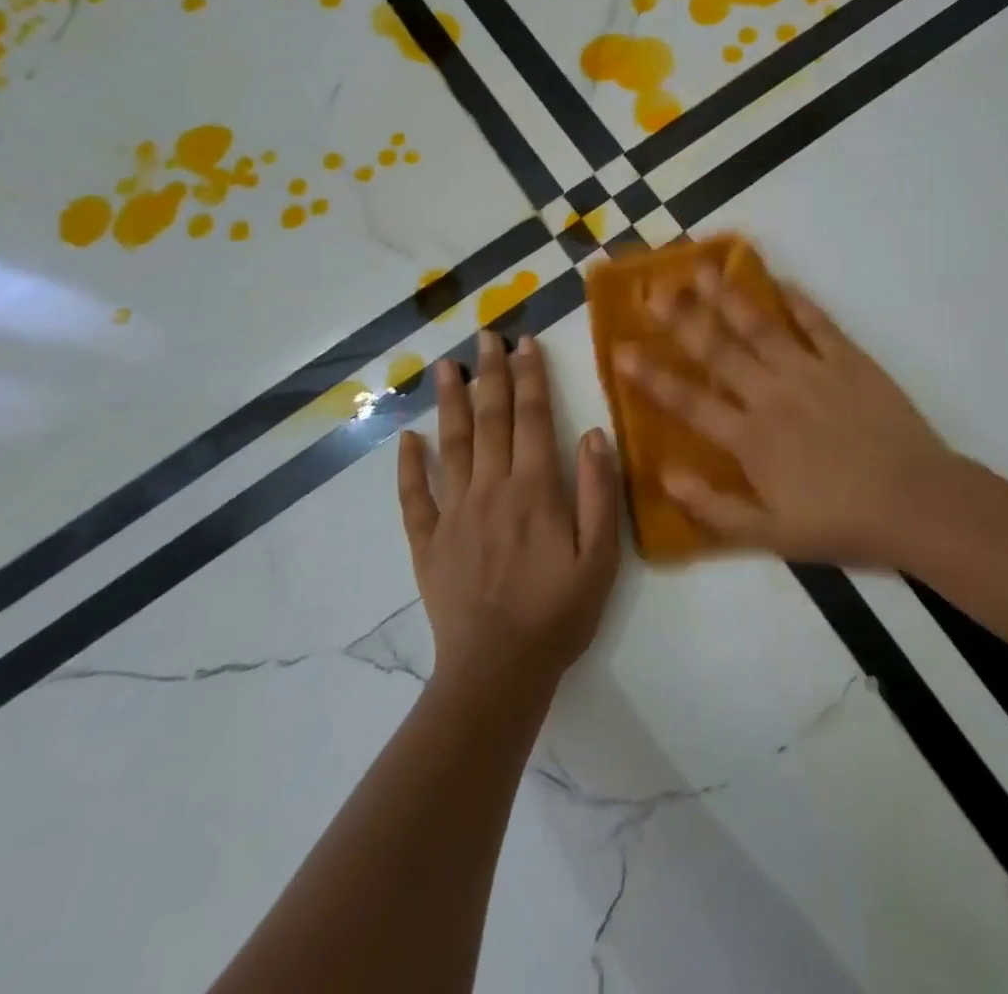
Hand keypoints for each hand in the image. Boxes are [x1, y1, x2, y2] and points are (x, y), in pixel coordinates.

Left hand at [397, 331, 621, 697]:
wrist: (499, 670)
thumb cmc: (558, 611)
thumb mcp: (600, 556)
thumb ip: (597, 491)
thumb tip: (592, 434)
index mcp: (534, 489)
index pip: (532, 418)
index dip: (530, 377)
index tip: (525, 343)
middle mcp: (490, 489)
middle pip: (490, 419)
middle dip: (489, 374)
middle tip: (484, 336)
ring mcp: (454, 513)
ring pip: (450, 445)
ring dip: (449, 402)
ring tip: (444, 366)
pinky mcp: (428, 542)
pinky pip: (413, 496)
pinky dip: (408, 465)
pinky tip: (407, 437)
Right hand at [614, 265, 962, 567]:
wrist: (918, 503)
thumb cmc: (841, 522)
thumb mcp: (770, 536)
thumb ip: (712, 507)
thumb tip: (664, 473)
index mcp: (750, 438)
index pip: (689, 400)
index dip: (651, 375)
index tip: (620, 348)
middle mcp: (773, 394)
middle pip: (719, 349)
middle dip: (682, 318)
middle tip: (653, 289)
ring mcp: (812, 371)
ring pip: (760, 326)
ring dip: (728, 296)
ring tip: (701, 269)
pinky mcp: (850, 360)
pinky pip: (818, 323)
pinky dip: (797, 300)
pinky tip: (779, 281)